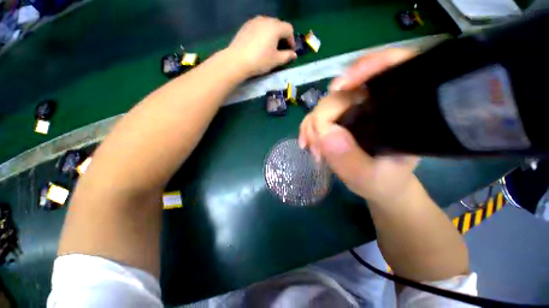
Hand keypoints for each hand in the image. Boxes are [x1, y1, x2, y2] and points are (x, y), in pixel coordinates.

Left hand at [227, 16, 296, 76]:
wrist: (237, 60)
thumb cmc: (260, 60)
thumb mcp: (276, 60)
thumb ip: (287, 56)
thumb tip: (294, 54)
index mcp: (275, 27)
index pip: (289, 29)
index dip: (292, 40)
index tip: (290, 51)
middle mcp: (265, 19)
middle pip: (279, 25)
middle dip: (282, 37)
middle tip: (281, 49)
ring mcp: (254, 21)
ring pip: (268, 25)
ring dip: (273, 35)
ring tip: (270, 47)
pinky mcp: (246, 26)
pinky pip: (259, 27)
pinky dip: (263, 34)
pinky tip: (259, 44)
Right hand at [298, 49, 419, 203]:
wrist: (377, 185)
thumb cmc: (383, 182)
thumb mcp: (370, 177)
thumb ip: (350, 159)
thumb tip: (325, 133)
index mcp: (398, 111)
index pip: (393, 66)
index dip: (367, 65)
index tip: (338, 87)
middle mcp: (375, 104)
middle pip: (343, 92)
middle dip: (322, 117)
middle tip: (316, 146)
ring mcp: (354, 111)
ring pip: (325, 104)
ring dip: (312, 126)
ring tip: (313, 150)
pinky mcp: (339, 119)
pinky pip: (317, 115)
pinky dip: (309, 128)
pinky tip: (307, 144)